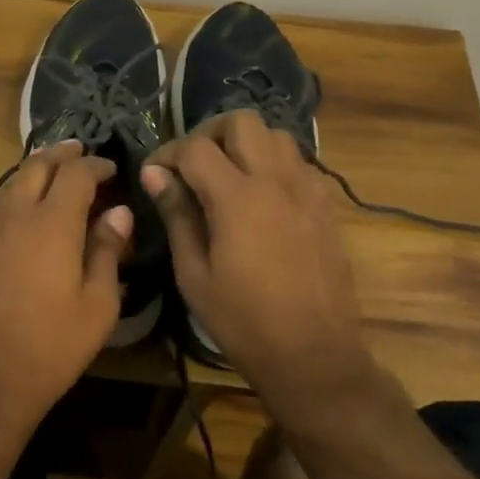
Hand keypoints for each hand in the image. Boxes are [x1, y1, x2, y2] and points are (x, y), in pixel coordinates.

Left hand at [0, 140, 132, 436]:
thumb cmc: (52, 346)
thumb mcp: (98, 305)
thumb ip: (107, 250)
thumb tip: (119, 212)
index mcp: (52, 224)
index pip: (76, 174)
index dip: (96, 165)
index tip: (111, 169)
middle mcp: (14, 216)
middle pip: (37, 167)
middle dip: (62, 154)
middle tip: (80, 152)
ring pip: (10, 185)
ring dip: (34, 173)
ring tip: (52, 175)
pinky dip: (12, 199)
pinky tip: (20, 214)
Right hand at [140, 111, 390, 420]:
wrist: (314, 355)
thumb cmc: (243, 321)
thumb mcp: (194, 273)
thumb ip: (177, 214)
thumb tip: (154, 174)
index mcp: (238, 198)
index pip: (195, 148)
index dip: (166, 153)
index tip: (153, 174)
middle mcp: (276, 181)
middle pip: (242, 122)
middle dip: (209, 133)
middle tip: (191, 164)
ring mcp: (308, 190)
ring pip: (276, 135)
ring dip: (245, 144)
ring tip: (226, 175)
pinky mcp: (326, 206)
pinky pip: (298, 163)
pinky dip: (273, 163)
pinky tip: (260, 196)